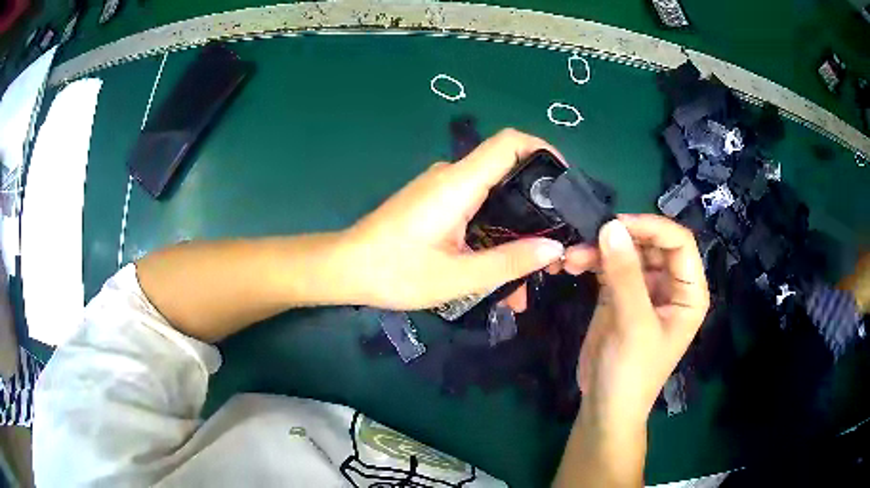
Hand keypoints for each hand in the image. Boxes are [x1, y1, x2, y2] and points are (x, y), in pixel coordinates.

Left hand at [340, 129, 593, 309]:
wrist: (344, 269)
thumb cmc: (394, 271)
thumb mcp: (456, 276)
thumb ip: (508, 262)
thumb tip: (554, 249)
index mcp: (459, 183)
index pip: (510, 142)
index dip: (544, 150)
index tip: (566, 182)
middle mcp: (452, 177)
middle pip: (509, 174)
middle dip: (537, 210)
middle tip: (555, 250)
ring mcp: (442, 190)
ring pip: (493, 202)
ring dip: (514, 235)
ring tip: (526, 283)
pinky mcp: (435, 204)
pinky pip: (475, 212)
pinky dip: (492, 238)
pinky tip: (498, 276)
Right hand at [576, 215, 709, 427]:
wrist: (604, 406)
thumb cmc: (632, 372)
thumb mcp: (634, 324)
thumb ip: (625, 275)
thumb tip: (610, 225)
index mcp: (688, 292)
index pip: (679, 243)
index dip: (652, 227)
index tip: (616, 224)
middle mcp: (670, 285)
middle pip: (650, 243)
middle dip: (620, 238)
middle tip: (588, 237)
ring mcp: (643, 289)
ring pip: (626, 252)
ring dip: (599, 249)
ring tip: (571, 257)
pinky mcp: (618, 295)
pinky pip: (607, 267)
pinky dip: (589, 262)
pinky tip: (570, 264)